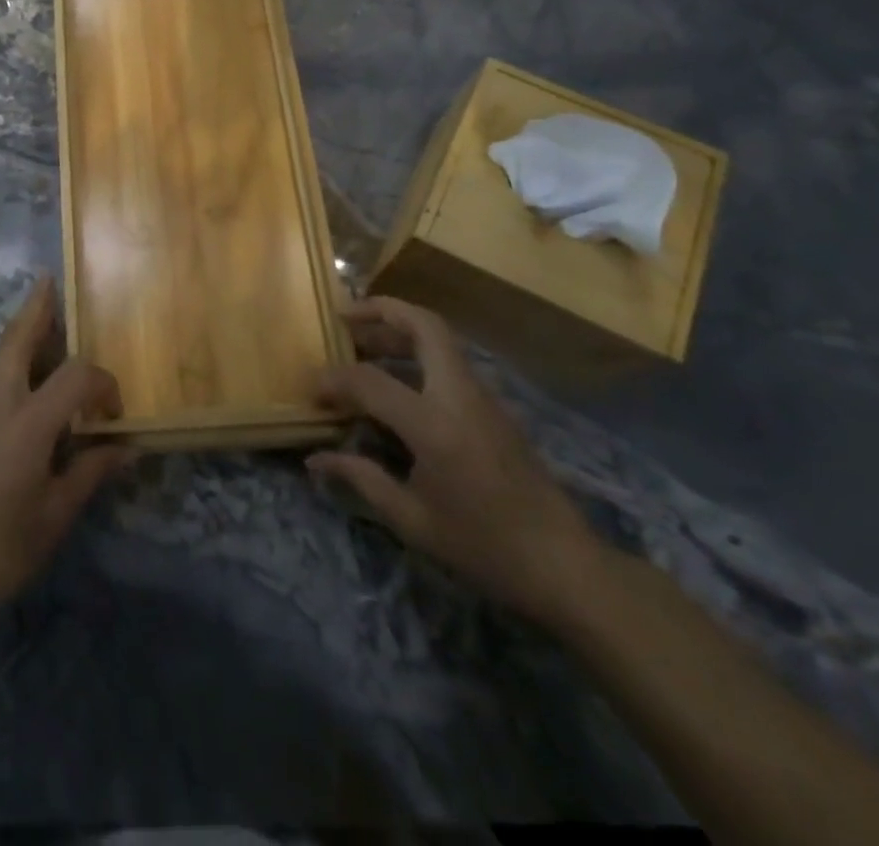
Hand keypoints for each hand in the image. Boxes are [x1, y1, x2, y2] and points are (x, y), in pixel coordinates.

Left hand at [0, 277, 131, 635]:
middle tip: (47, 281)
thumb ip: (90, 474)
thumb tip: (127, 448)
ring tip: (45, 321)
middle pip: (15, 342)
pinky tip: (32, 390)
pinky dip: (16, 368)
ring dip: (23, 336)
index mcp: (26, 423)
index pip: (75, 377)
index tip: (116, 416)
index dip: (103, 385)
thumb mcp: (54, 517)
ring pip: (1, 361)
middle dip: (34, 310)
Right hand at [308, 296, 602, 623]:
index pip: (371, 381)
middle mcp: (460, 396)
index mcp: (435, 425)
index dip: (335, 379)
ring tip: (363, 343)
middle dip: (381, 310)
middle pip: (424, 325)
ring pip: (440, 339)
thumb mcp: (412, 520)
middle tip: (344, 318)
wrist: (566, 568)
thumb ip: (361, 478)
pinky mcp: (495, 408)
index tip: (312, 388)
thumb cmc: (483, 547)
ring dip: (400, 329)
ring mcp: (483, 398)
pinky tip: (397, 381)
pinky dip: (417, 353)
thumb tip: (315, 460)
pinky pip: (450, 362)